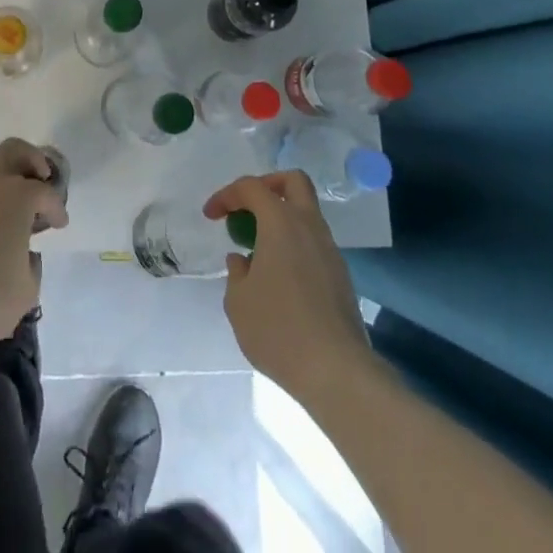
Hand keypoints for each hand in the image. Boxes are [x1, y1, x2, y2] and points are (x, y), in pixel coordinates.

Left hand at [0, 138, 66, 345]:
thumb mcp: (27, 292)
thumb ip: (32, 267)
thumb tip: (23, 256)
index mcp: (18, 196)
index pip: (46, 194)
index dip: (57, 208)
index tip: (61, 225)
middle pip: (13, 152)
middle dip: (32, 160)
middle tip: (42, 179)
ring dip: (4, 192)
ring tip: (11, 225)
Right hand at [205, 171, 369, 399]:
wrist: (337, 371)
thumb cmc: (279, 329)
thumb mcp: (238, 302)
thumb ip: (236, 273)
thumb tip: (243, 260)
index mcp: (281, 222)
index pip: (251, 187)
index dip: (226, 195)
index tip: (211, 216)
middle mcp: (309, 226)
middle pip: (293, 182)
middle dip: (267, 185)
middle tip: (247, 209)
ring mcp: (329, 250)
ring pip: (306, 213)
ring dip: (282, 219)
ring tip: (259, 250)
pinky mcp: (341, 276)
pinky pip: (313, 243)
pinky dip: (294, 245)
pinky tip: (280, 278)